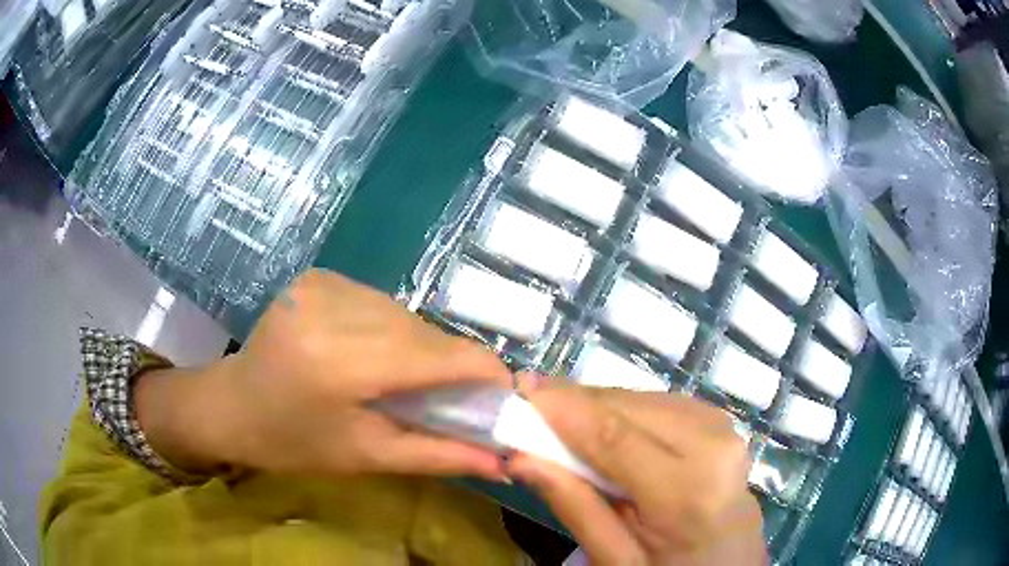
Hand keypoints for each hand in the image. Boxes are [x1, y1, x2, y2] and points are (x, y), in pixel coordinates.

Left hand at [137, 269, 512, 480]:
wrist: (231, 405)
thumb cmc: (294, 443)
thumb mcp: (367, 457)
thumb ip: (440, 455)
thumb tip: (505, 464)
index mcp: (341, 364)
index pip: (436, 355)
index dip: (481, 370)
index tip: (504, 390)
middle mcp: (333, 311)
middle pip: (423, 332)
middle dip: (449, 363)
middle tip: (455, 396)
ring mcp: (323, 285)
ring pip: (404, 313)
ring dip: (419, 345)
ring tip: (407, 377)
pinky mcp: (318, 276)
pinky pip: (378, 301)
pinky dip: (391, 328)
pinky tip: (373, 351)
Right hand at [508, 386, 765, 564]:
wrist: (732, 565)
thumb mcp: (619, 561)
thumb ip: (575, 507)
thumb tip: (521, 458)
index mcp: (688, 490)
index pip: (612, 436)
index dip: (562, 409)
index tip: (518, 390)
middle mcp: (712, 442)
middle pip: (627, 408)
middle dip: (575, 405)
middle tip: (530, 411)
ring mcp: (721, 426)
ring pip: (642, 399)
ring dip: (597, 408)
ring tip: (561, 425)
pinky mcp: (719, 422)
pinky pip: (659, 404)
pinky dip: (624, 412)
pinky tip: (603, 431)